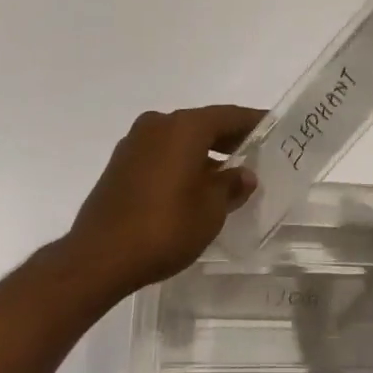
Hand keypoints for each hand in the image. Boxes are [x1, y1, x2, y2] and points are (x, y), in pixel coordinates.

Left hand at [67, 105, 262, 296]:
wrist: (99, 257)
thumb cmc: (164, 227)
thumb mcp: (210, 211)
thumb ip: (231, 186)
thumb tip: (244, 174)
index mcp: (184, 127)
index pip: (228, 115)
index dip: (253, 121)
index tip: (273, 127)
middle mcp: (158, 124)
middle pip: (202, 124)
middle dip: (228, 137)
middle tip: (254, 151)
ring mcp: (134, 143)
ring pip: (179, 138)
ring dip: (203, 151)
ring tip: (226, 174)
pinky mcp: (120, 164)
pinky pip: (160, 153)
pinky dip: (180, 161)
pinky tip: (192, 186)